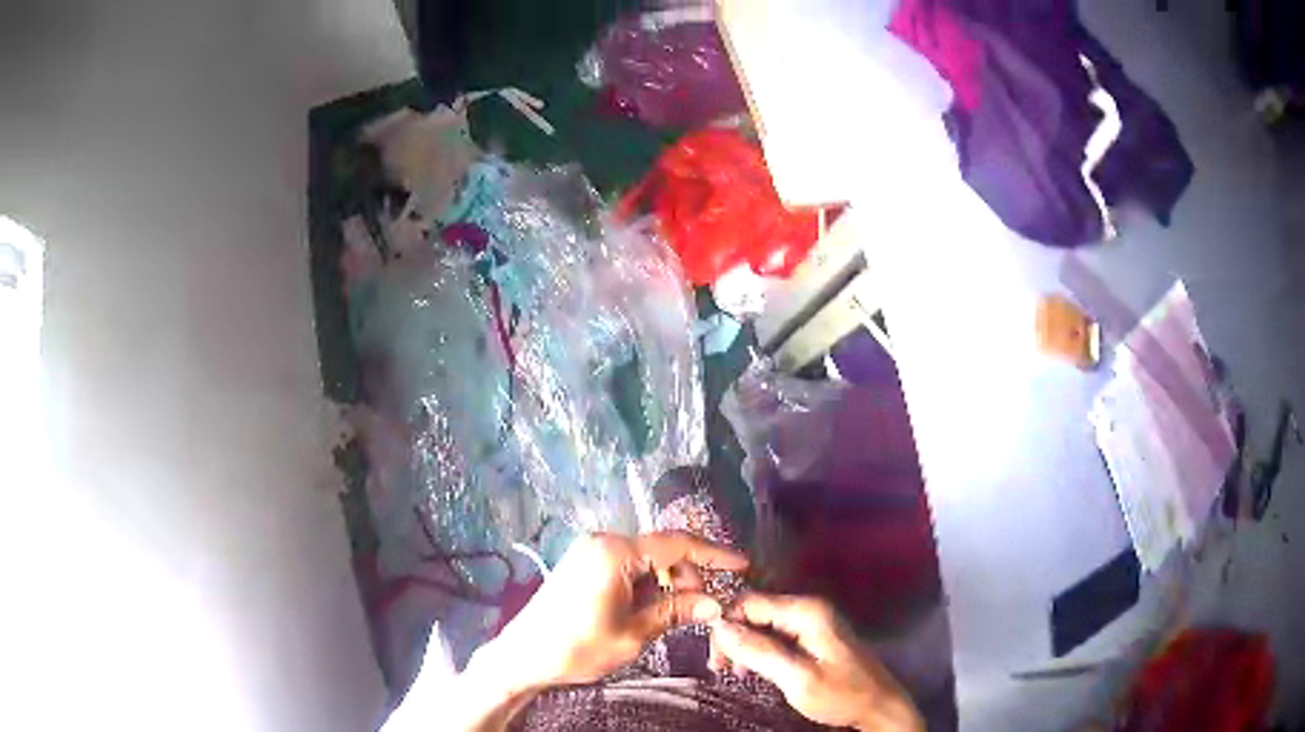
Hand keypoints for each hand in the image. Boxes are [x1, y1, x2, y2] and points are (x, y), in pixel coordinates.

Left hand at [492, 531, 747, 689]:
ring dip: (666, 583)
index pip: (676, 545)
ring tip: (674, 614)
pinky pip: (627, 566)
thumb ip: (675, 612)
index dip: (714, 554)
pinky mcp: (583, 564)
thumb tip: (716, 605)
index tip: (742, 564)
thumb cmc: (577, 647)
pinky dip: (645, 584)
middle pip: (662, 551)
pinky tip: (649, 609)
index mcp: (614, 552)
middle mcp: (602, 542)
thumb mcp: (633, 633)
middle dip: (686, 577)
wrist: (523, 655)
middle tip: (701, 609)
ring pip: (645, 560)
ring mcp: (590, 551)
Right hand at [710, 593, 922, 731]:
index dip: (726, 626)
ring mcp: (812, 622)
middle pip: (755, 612)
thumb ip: (760, 652)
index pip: (750, 603)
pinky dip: (759, 651)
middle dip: (733, 638)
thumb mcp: (798, 678)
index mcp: (807, 612)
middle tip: (722, 669)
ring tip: (737, 674)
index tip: (717, 659)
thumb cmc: (841, 694)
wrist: (878, 706)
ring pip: (762, 625)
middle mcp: (809, 608)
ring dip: (744, 647)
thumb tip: (721, 627)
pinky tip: (755, 671)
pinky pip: (775, 635)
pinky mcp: (812, 636)